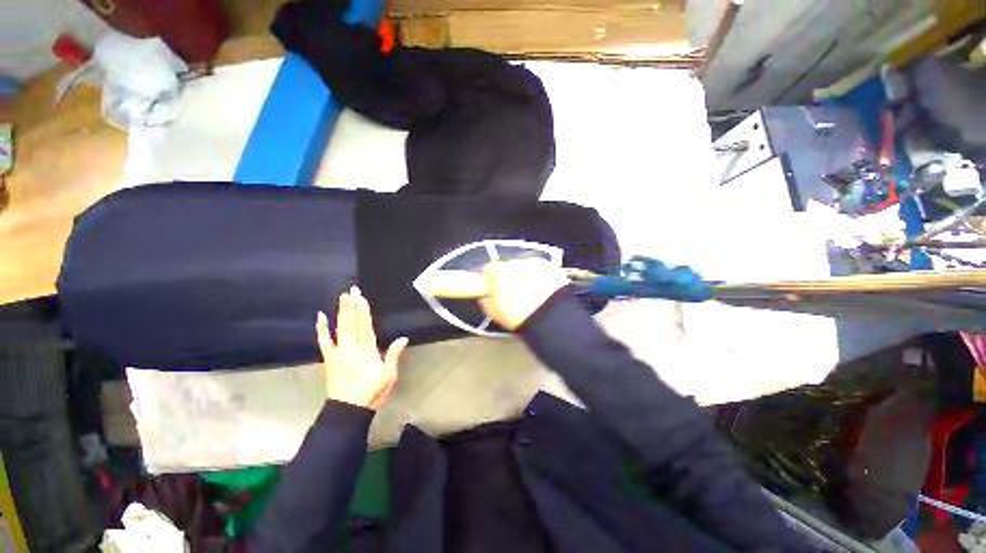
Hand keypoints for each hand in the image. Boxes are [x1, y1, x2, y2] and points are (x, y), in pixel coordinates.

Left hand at [316, 286, 408, 409]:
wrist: (348, 410)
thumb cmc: (372, 393)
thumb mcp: (389, 376)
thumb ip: (393, 356)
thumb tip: (403, 338)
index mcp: (367, 352)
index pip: (365, 327)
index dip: (363, 312)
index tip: (361, 297)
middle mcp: (351, 349)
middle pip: (351, 323)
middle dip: (352, 306)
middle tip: (351, 290)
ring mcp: (338, 353)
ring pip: (339, 328)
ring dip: (340, 312)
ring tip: (342, 297)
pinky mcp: (329, 359)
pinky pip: (324, 342)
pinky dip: (321, 329)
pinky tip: (320, 317)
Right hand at [478, 259, 569, 330]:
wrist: (551, 315)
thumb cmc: (518, 316)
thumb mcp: (494, 313)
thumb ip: (486, 299)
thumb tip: (485, 294)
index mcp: (499, 274)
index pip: (488, 269)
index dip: (491, 279)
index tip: (494, 288)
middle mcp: (515, 263)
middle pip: (507, 266)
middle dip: (509, 276)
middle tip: (514, 293)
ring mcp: (533, 263)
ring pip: (524, 267)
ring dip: (524, 275)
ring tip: (531, 293)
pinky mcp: (549, 266)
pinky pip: (539, 269)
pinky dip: (539, 276)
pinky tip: (543, 290)